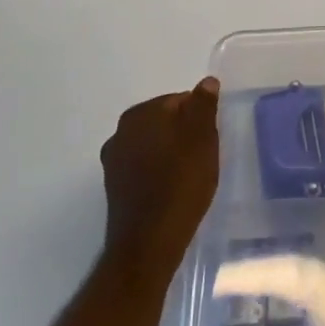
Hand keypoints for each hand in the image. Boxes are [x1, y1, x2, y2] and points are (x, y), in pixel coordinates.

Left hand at [100, 77, 220, 278]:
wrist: (149, 244)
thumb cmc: (181, 182)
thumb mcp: (203, 136)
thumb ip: (203, 104)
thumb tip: (206, 82)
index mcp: (140, 114)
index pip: (180, 100)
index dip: (200, 118)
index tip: (210, 140)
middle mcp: (120, 132)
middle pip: (166, 122)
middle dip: (185, 135)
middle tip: (204, 158)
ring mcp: (114, 161)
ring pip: (155, 146)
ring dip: (172, 155)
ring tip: (191, 177)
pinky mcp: (115, 188)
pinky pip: (145, 169)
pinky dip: (160, 173)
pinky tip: (174, 191)